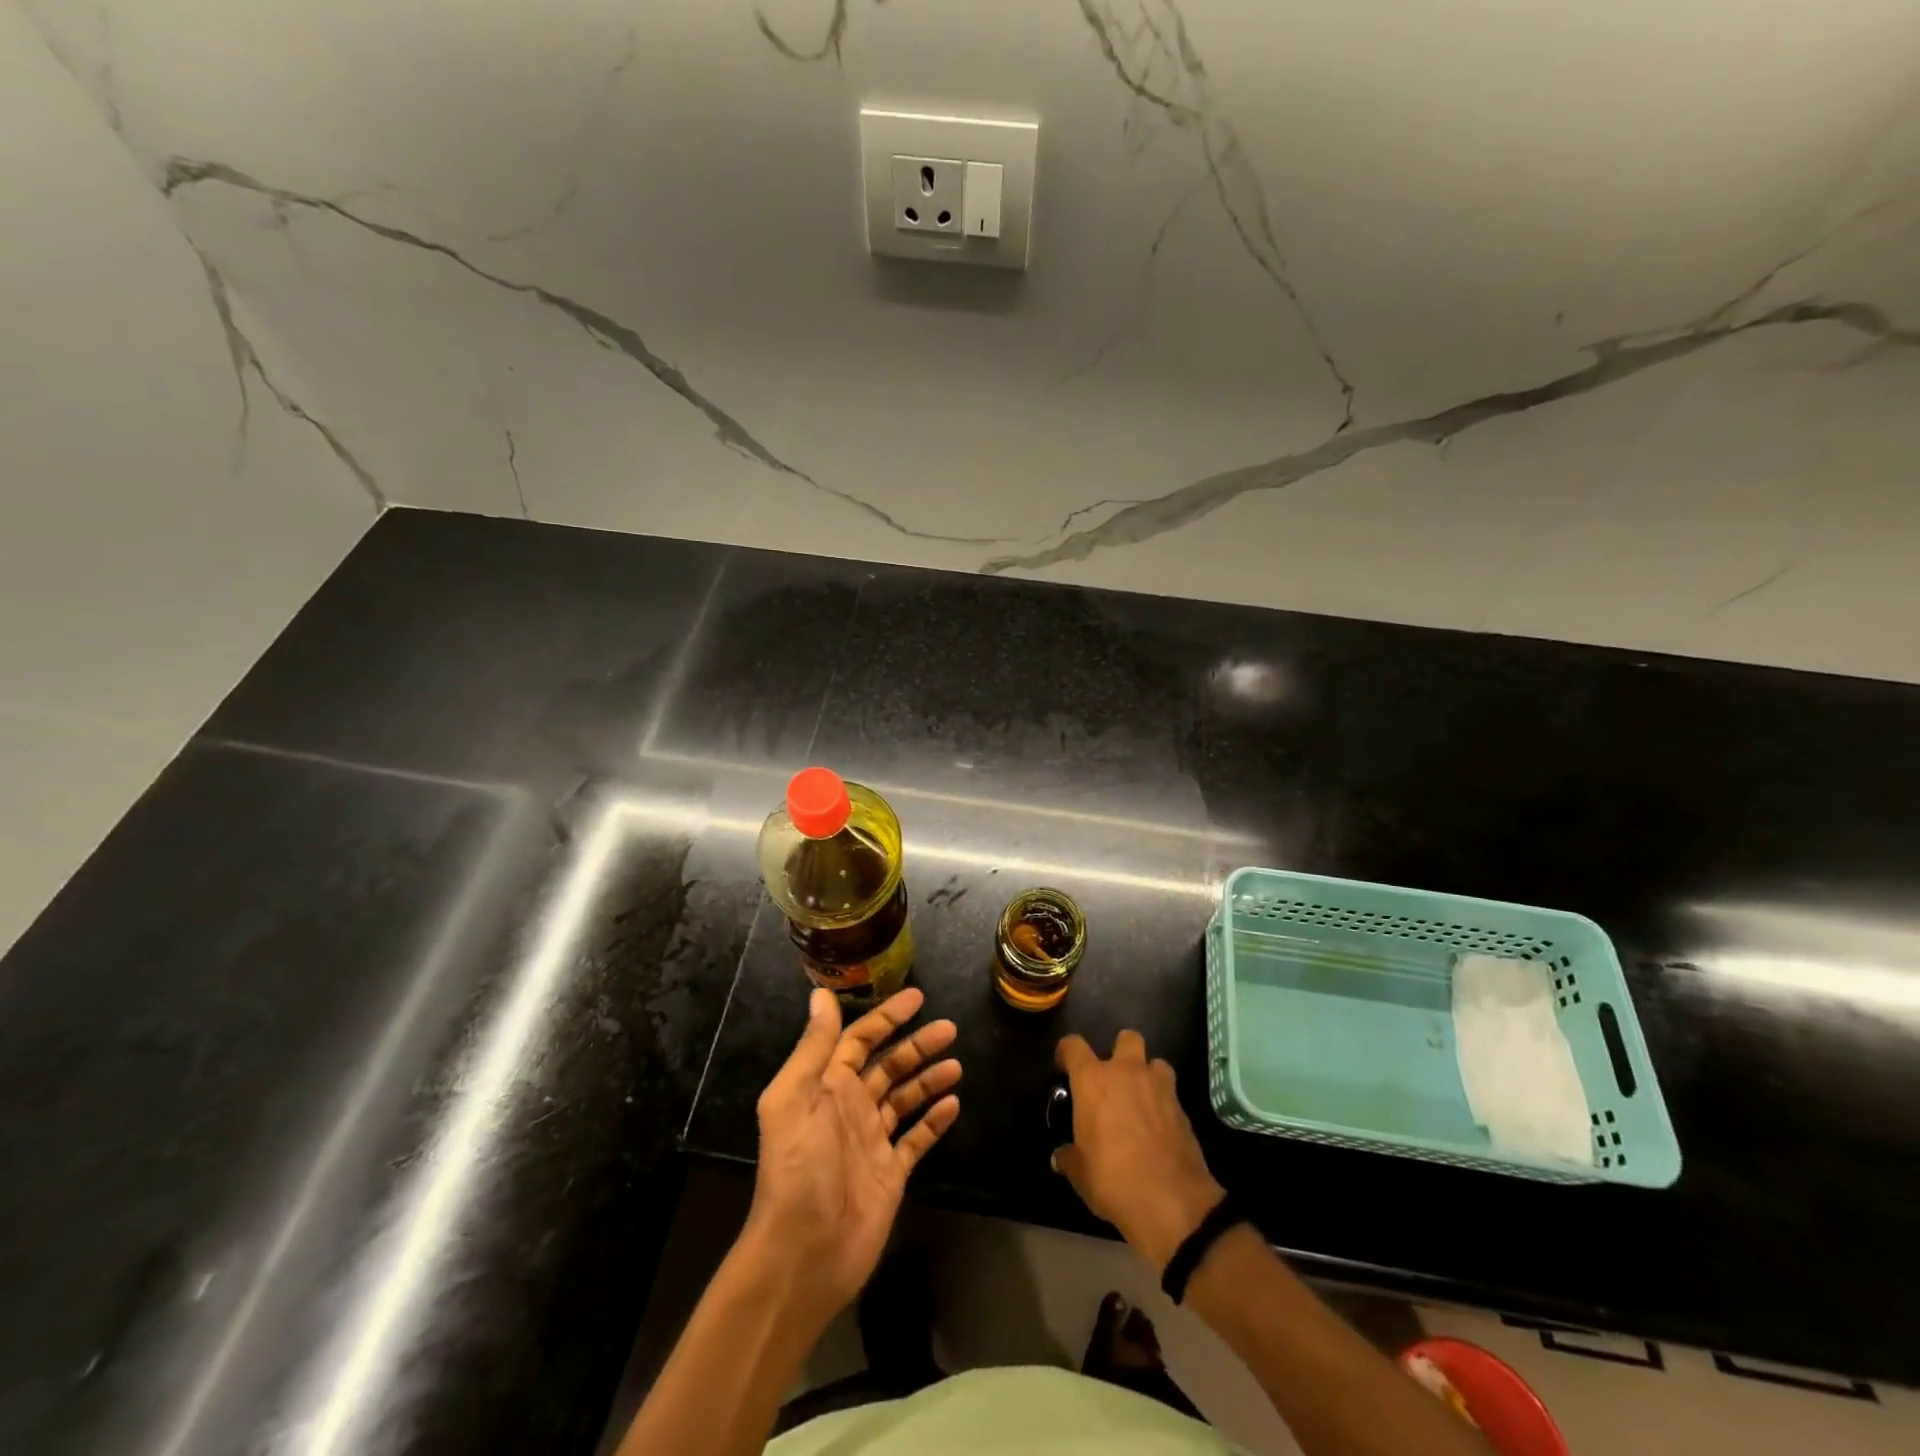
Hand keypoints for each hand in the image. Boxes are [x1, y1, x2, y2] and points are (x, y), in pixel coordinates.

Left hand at [744, 987, 961, 1320]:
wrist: (804, 1254)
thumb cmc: (798, 1169)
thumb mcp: (796, 1098)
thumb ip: (813, 1046)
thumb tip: (821, 994)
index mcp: (825, 1087)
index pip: (859, 1040)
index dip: (886, 1017)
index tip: (917, 998)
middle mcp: (849, 1108)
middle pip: (888, 1065)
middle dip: (917, 1045)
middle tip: (949, 1028)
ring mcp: (871, 1141)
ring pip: (905, 1098)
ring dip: (929, 1078)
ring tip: (956, 1065)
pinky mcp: (890, 1173)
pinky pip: (916, 1138)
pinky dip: (934, 1121)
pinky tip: (953, 1104)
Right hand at [1054, 1030, 1224, 1270]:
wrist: (1172, 1202)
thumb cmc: (1113, 1180)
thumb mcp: (1080, 1174)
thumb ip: (1069, 1158)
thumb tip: (1060, 1157)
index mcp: (1093, 1080)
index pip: (1073, 1045)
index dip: (1066, 1051)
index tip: (1064, 1066)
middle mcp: (1127, 1073)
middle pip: (1127, 1037)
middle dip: (1120, 1050)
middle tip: (1113, 1078)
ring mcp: (1159, 1087)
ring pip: (1156, 1062)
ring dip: (1148, 1075)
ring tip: (1141, 1099)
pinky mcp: (1183, 1109)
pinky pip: (1170, 1093)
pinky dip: (1164, 1104)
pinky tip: (1158, 1127)